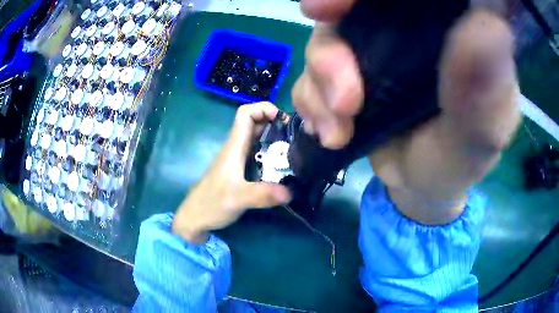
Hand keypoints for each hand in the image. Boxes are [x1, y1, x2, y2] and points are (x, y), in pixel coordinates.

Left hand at [172, 102, 291, 243]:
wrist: (196, 217)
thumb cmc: (212, 203)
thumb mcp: (237, 198)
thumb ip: (261, 195)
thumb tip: (290, 191)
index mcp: (234, 147)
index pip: (245, 114)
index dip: (263, 108)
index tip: (283, 119)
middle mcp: (236, 149)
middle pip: (254, 123)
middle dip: (275, 123)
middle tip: (296, 136)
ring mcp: (237, 160)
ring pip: (257, 139)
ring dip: (275, 138)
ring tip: (294, 149)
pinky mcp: (240, 171)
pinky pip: (257, 154)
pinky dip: (271, 154)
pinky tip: (282, 166)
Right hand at [295, 1, 521, 223]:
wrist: (422, 186)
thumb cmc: (458, 163)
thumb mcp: (481, 138)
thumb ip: (487, 95)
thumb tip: (492, 29)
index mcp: (452, 30)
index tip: (330, 10)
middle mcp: (411, 29)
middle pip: (355, 9)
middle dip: (331, 45)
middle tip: (343, 99)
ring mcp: (376, 48)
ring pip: (325, 38)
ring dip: (320, 84)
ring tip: (338, 130)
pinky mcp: (351, 70)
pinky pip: (312, 71)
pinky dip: (311, 99)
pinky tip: (329, 130)